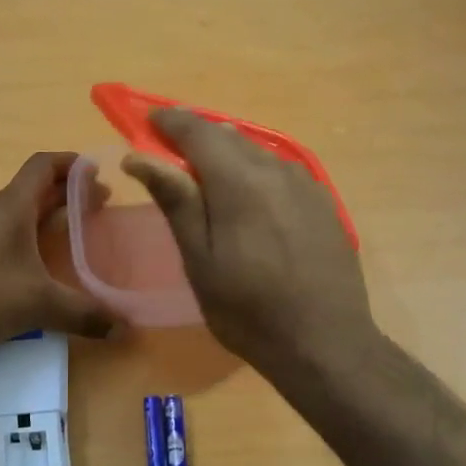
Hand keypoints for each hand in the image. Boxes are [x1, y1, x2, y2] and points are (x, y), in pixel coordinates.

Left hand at [0, 152, 117, 349]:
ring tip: (61, 238)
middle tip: (92, 209)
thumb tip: (126, 329)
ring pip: (10, 214)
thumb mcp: (40, 305)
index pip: (43, 166)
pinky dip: (16, 239)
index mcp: (11, 206)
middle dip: (63, 197)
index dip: (70, 163)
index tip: (94, 170)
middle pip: (30, 191)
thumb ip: (84, 314)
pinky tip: (23, 268)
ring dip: (38, 219)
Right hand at [124, 109, 375, 372]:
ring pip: (256, 152)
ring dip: (226, 155)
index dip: (169, 121)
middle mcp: (276, 169)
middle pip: (228, 136)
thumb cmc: (249, 310)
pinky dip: (254, 171)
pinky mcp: (323, 202)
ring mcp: (306, 183)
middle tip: (169, 152)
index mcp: (240, 181)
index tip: (147, 121)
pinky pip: (279, 170)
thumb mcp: (200, 260)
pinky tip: (248, 199)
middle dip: (195, 137)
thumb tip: (140, 156)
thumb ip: (175, 201)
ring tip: (206, 177)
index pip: (197, 131)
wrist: (326, 344)